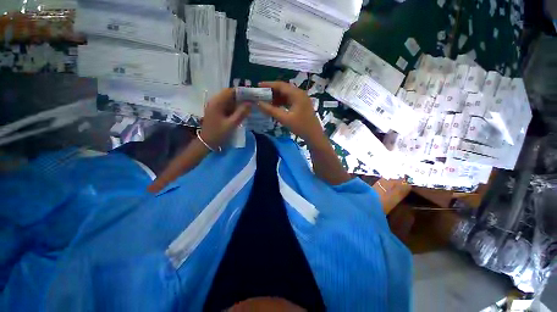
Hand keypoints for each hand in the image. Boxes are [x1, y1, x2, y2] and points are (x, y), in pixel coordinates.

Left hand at [200, 88, 250, 148]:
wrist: (207, 143)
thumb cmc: (218, 133)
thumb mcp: (231, 124)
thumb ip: (241, 113)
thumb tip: (250, 103)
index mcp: (217, 102)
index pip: (230, 91)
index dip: (241, 92)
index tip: (251, 95)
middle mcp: (215, 102)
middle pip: (229, 95)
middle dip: (240, 98)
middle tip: (252, 102)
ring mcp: (215, 107)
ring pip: (228, 101)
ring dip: (238, 103)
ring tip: (249, 107)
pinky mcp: (216, 112)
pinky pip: (227, 106)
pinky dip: (234, 108)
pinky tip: (241, 113)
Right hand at [257, 81, 325, 144]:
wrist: (314, 135)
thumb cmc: (300, 126)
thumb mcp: (284, 118)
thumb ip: (271, 110)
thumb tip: (258, 103)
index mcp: (297, 94)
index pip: (281, 85)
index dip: (268, 85)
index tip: (258, 86)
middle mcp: (299, 93)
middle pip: (283, 89)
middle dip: (271, 91)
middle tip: (260, 95)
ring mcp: (301, 99)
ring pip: (286, 95)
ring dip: (276, 97)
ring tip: (265, 101)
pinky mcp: (301, 105)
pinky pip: (289, 100)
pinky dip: (281, 102)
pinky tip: (274, 106)